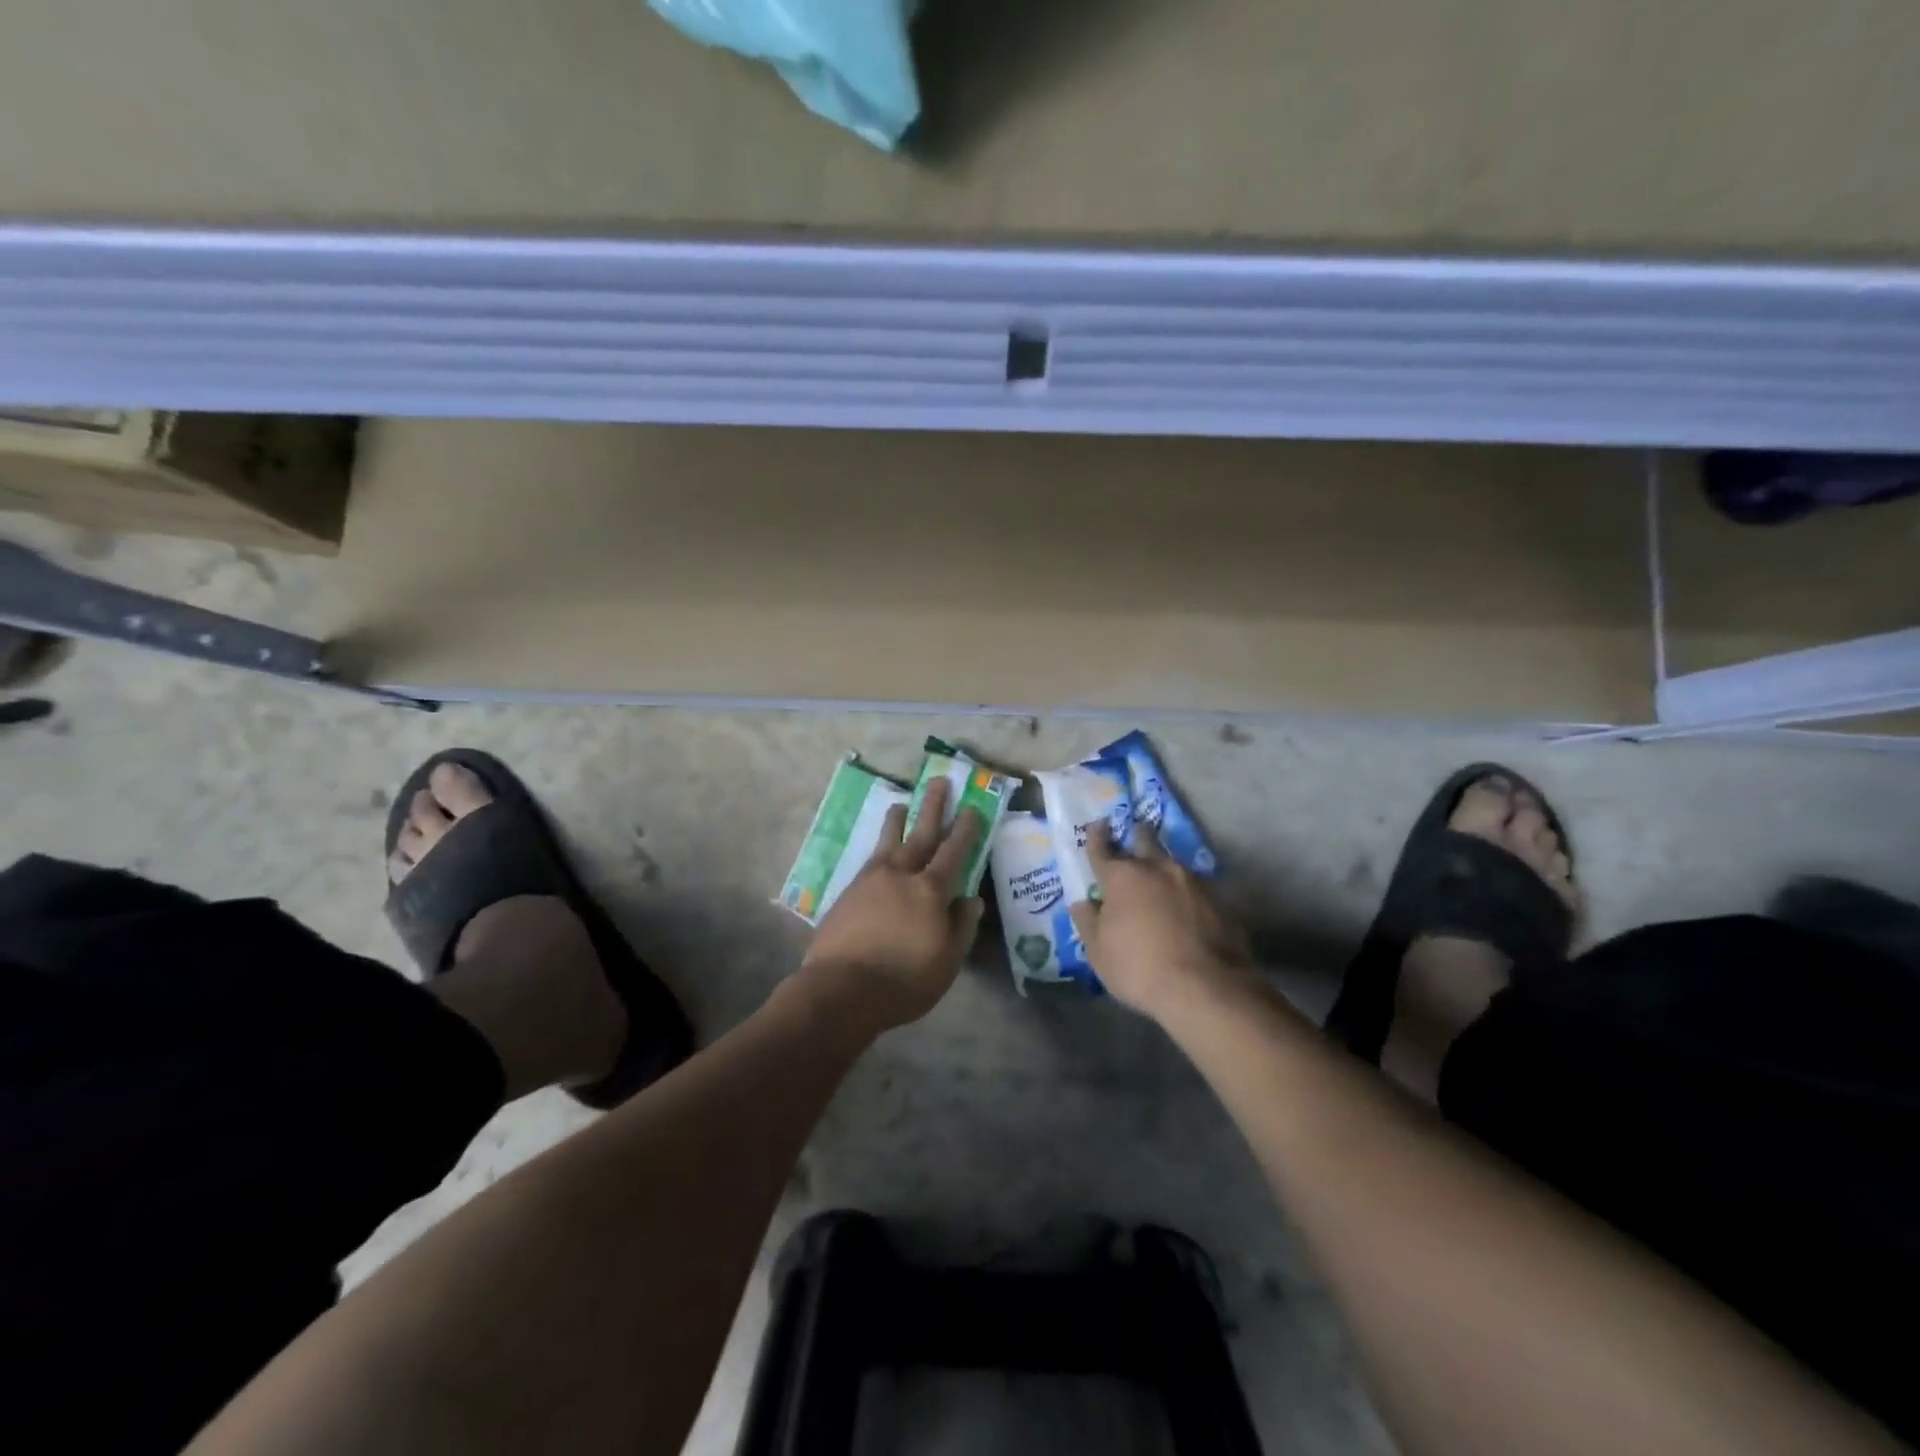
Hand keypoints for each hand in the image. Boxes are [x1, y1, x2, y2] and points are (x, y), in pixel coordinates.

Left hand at [799, 777, 985, 1033]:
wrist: (842, 990)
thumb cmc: (904, 981)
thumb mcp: (947, 961)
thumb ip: (961, 926)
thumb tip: (972, 899)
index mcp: (930, 890)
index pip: (953, 852)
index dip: (964, 830)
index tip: (971, 808)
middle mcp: (901, 875)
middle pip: (920, 834)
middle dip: (932, 807)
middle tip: (938, 781)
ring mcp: (870, 881)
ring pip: (888, 841)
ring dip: (897, 820)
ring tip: (900, 804)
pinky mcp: (848, 893)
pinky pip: (869, 860)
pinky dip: (878, 848)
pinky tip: (879, 850)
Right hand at [1069, 821, 1251, 1019]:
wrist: (1207, 988)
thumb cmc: (1139, 968)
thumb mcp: (1098, 952)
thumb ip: (1088, 922)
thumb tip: (1084, 903)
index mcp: (1122, 876)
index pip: (1102, 848)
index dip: (1096, 836)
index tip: (1097, 826)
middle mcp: (1157, 868)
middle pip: (1145, 839)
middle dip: (1137, 835)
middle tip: (1134, 833)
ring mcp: (1192, 882)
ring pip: (1172, 862)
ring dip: (1163, 865)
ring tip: (1160, 875)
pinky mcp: (1219, 900)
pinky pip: (1195, 887)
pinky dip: (1184, 892)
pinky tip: (1185, 906)